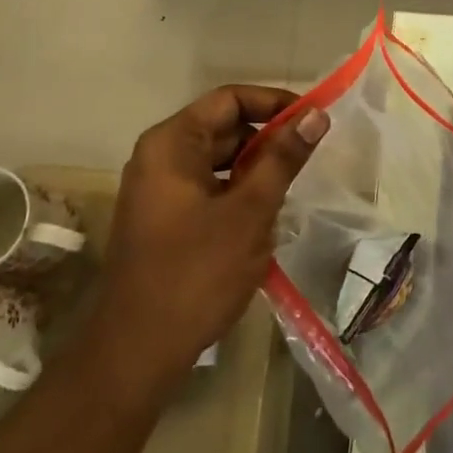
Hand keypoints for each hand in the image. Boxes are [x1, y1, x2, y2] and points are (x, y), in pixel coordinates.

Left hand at [94, 86, 329, 384]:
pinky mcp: (163, 219)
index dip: (273, 103)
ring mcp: (157, 190)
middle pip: (222, 128)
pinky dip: (236, 194)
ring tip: (289, 191)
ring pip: (217, 161)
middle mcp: (159, 156)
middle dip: (266, 140)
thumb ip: (283, 158)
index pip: (229, 99)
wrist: (137, 353)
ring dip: (254, 170)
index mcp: (171, 143)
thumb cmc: (196, 273)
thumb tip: (316, 115)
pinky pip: (207, 188)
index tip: (312, 120)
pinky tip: (262, 219)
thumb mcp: (250, 211)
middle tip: (307, 159)